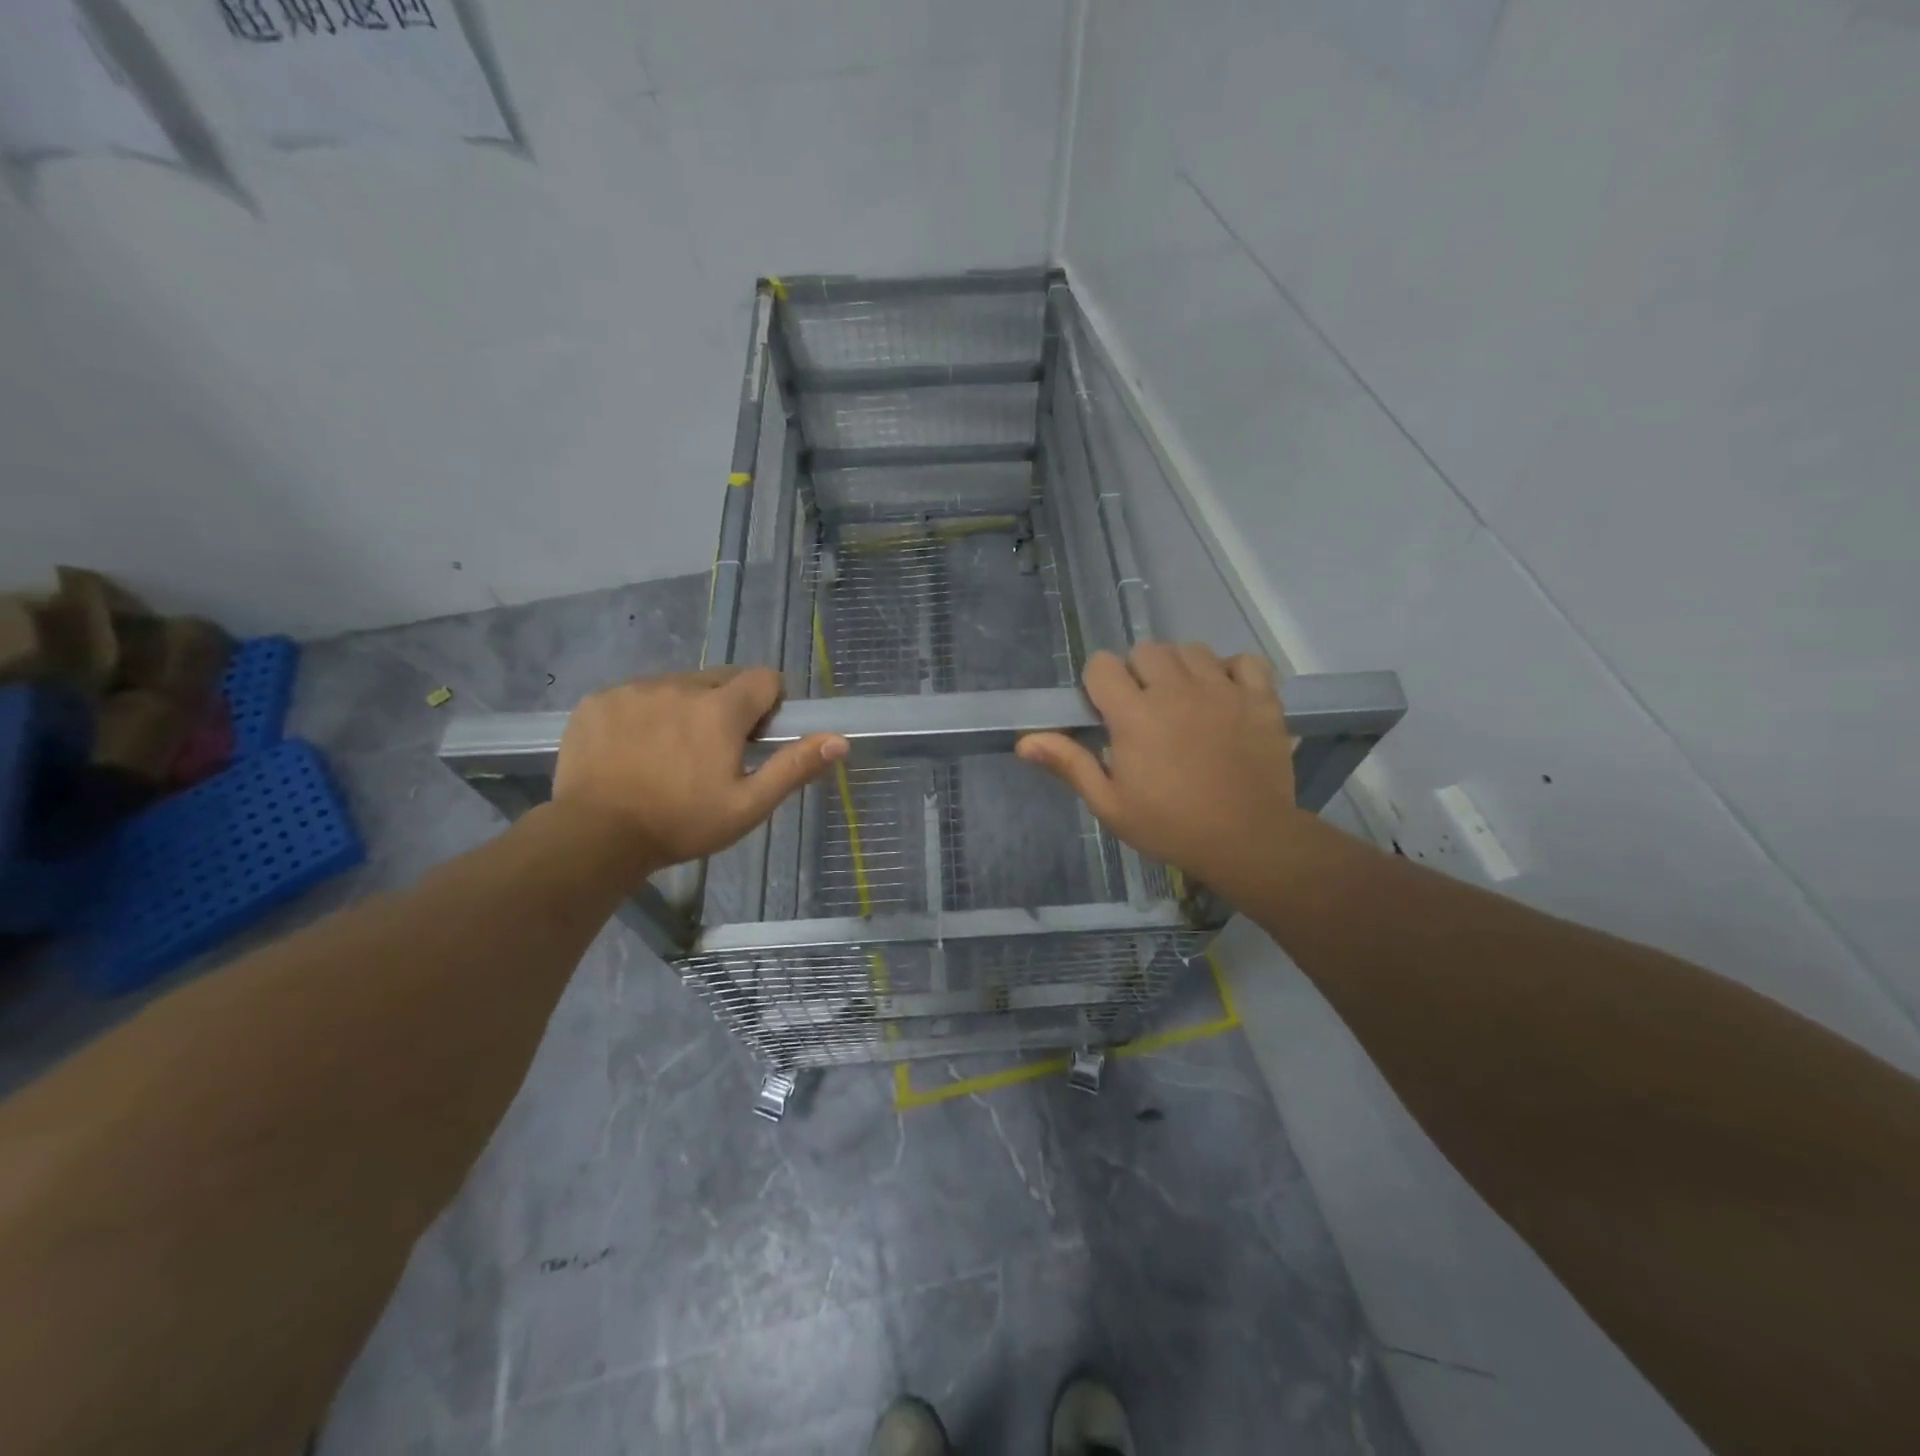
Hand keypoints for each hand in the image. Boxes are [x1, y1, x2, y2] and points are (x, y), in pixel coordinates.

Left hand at [553, 668, 846, 867]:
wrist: (595, 836)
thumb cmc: (681, 824)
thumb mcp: (748, 806)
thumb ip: (794, 767)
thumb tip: (840, 740)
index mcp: (720, 709)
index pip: (764, 678)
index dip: (769, 704)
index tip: (756, 737)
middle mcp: (679, 685)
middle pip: (721, 678)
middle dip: (727, 706)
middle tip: (713, 752)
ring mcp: (634, 689)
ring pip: (678, 685)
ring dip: (686, 708)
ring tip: (670, 754)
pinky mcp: (599, 700)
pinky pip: (637, 694)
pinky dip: (645, 713)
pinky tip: (634, 751)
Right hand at [1016, 644, 1314, 900]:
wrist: (1247, 841)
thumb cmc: (1170, 826)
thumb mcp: (1110, 804)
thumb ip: (1070, 764)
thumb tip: (1025, 741)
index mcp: (1134, 714)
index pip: (1102, 665)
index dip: (1099, 683)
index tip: (1106, 710)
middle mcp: (1176, 689)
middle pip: (1146, 650)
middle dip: (1138, 672)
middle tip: (1145, 708)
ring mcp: (1222, 689)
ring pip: (1192, 650)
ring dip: (1181, 668)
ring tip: (1184, 701)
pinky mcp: (1260, 698)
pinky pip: (1244, 661)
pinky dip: (1233, 672)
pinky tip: (1225, 696)